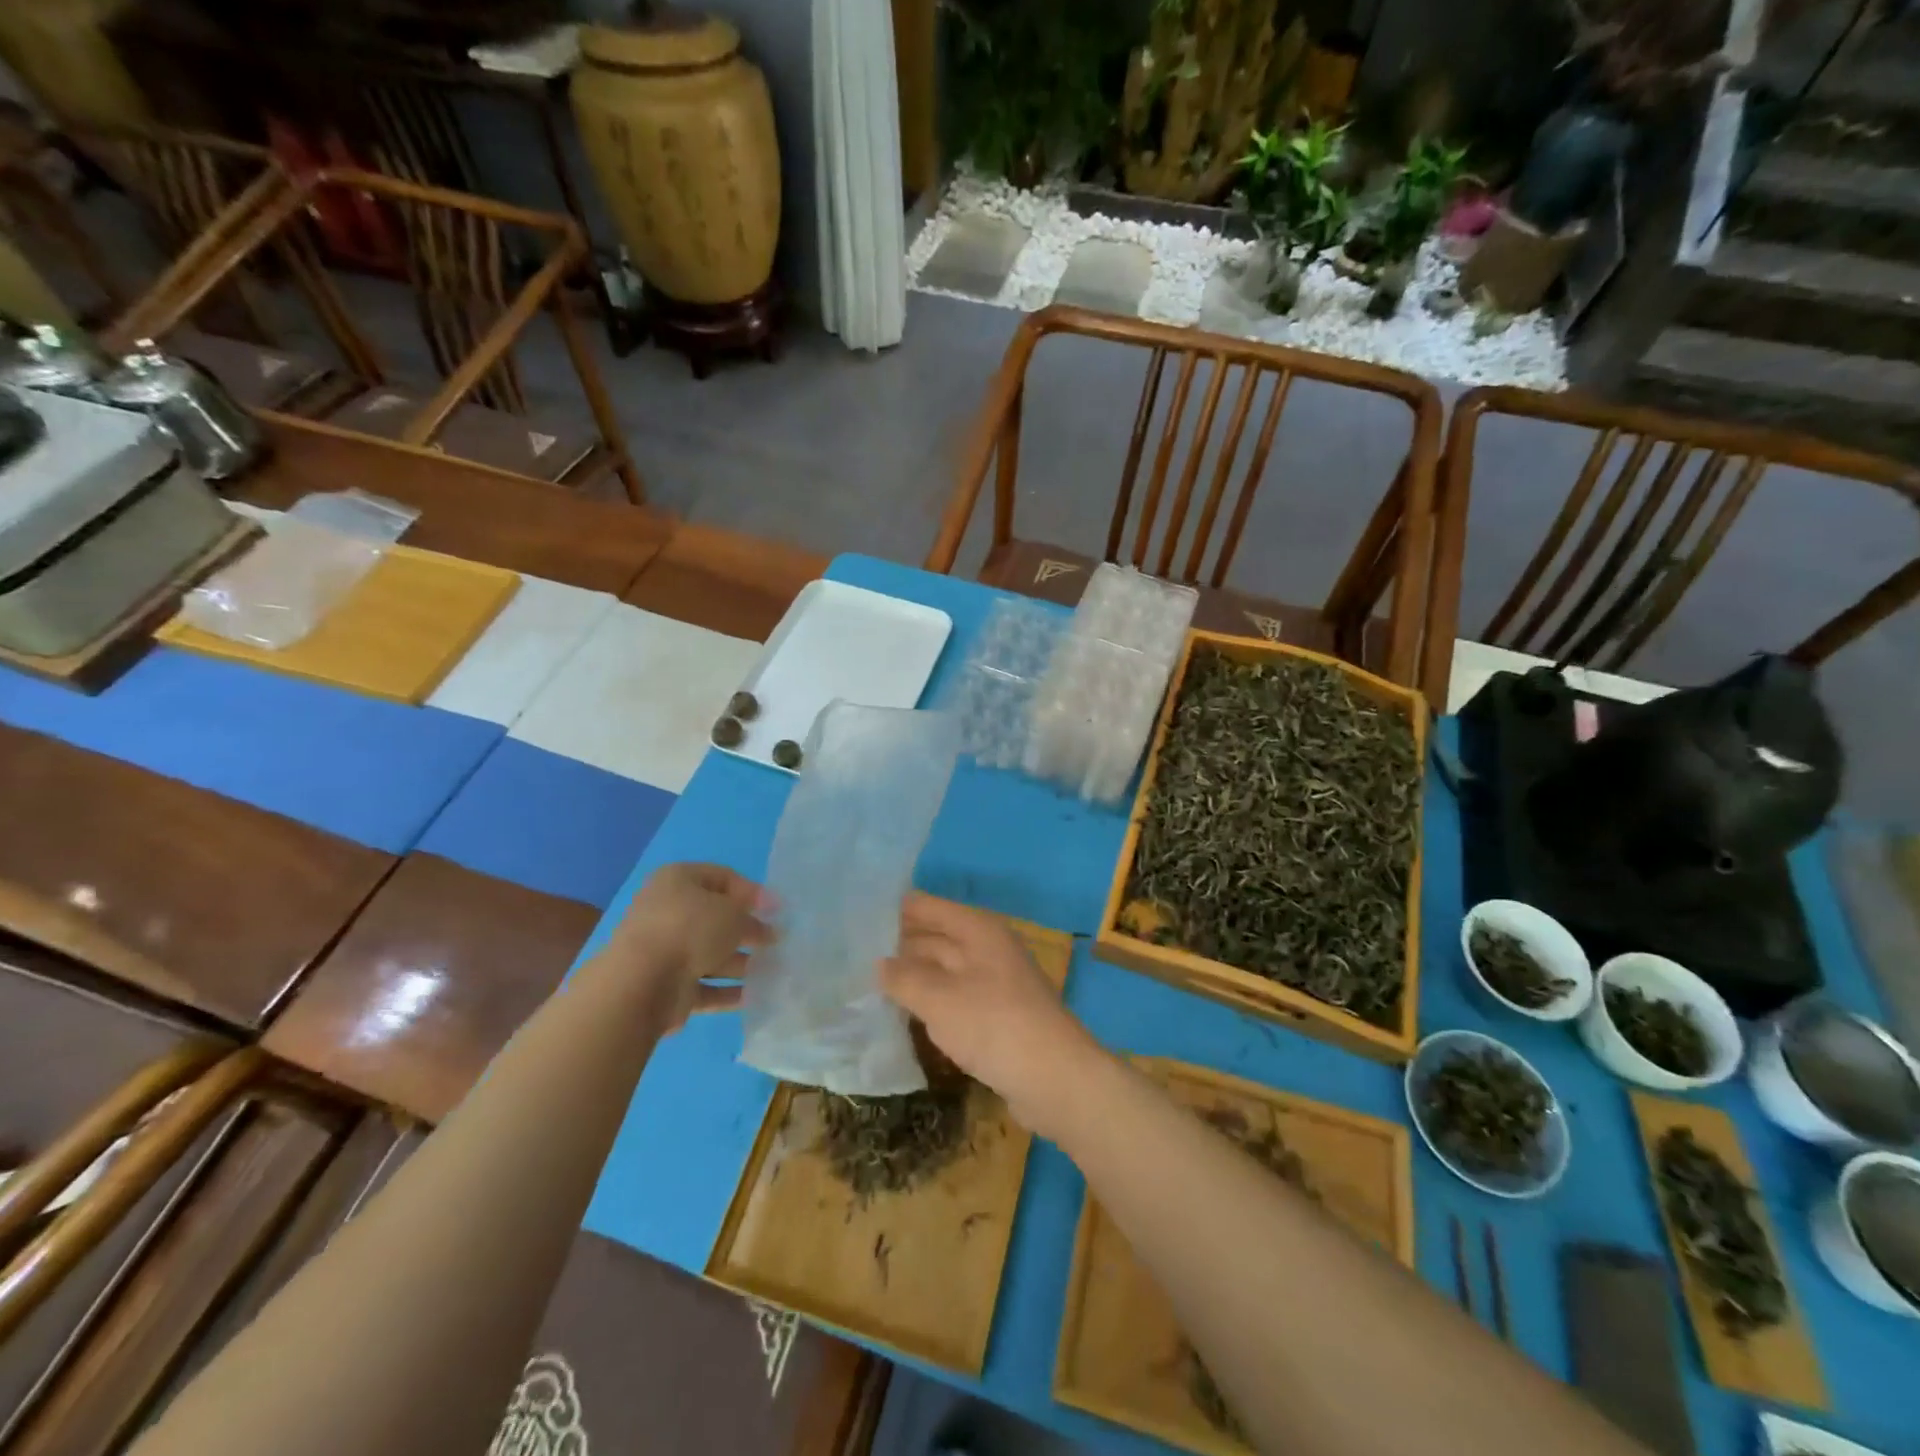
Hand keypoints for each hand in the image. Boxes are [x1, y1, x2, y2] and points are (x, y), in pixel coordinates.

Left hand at [597, 863, 771, 1030]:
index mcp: (678, 881)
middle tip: (776, 942)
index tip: (777, 911)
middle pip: (716, 919)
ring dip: (741, 963)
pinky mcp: (666, 986)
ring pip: (710, 954)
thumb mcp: (733, 915)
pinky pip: (703, 985)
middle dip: (747, 931)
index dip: (752, 892)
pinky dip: (726, 990)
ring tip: (772, 971)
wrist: (641, 982)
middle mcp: (668, 912)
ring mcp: (664, 951)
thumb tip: (767, 930)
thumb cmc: (690, 929)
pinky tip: (754, 996)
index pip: (723, 878)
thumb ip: (754, 920)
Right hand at [878, 893, 1100, 1133]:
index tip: (858, 912)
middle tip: (854, 952)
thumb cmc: (994, 1025)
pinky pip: (954, 998)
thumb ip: (904, 978)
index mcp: (978, 930)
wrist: (1055, 1079)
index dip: (896, 908)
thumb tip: (879, 964)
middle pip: (937, 937)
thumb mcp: (939, 999)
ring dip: (913, 975)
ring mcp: (995, 983)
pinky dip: (930, 1002)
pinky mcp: (997, 1016)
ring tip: (868, 981)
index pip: (929, 908)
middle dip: (900, 943)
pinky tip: (904, 1013)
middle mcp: (988, 949)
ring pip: (944, 970)